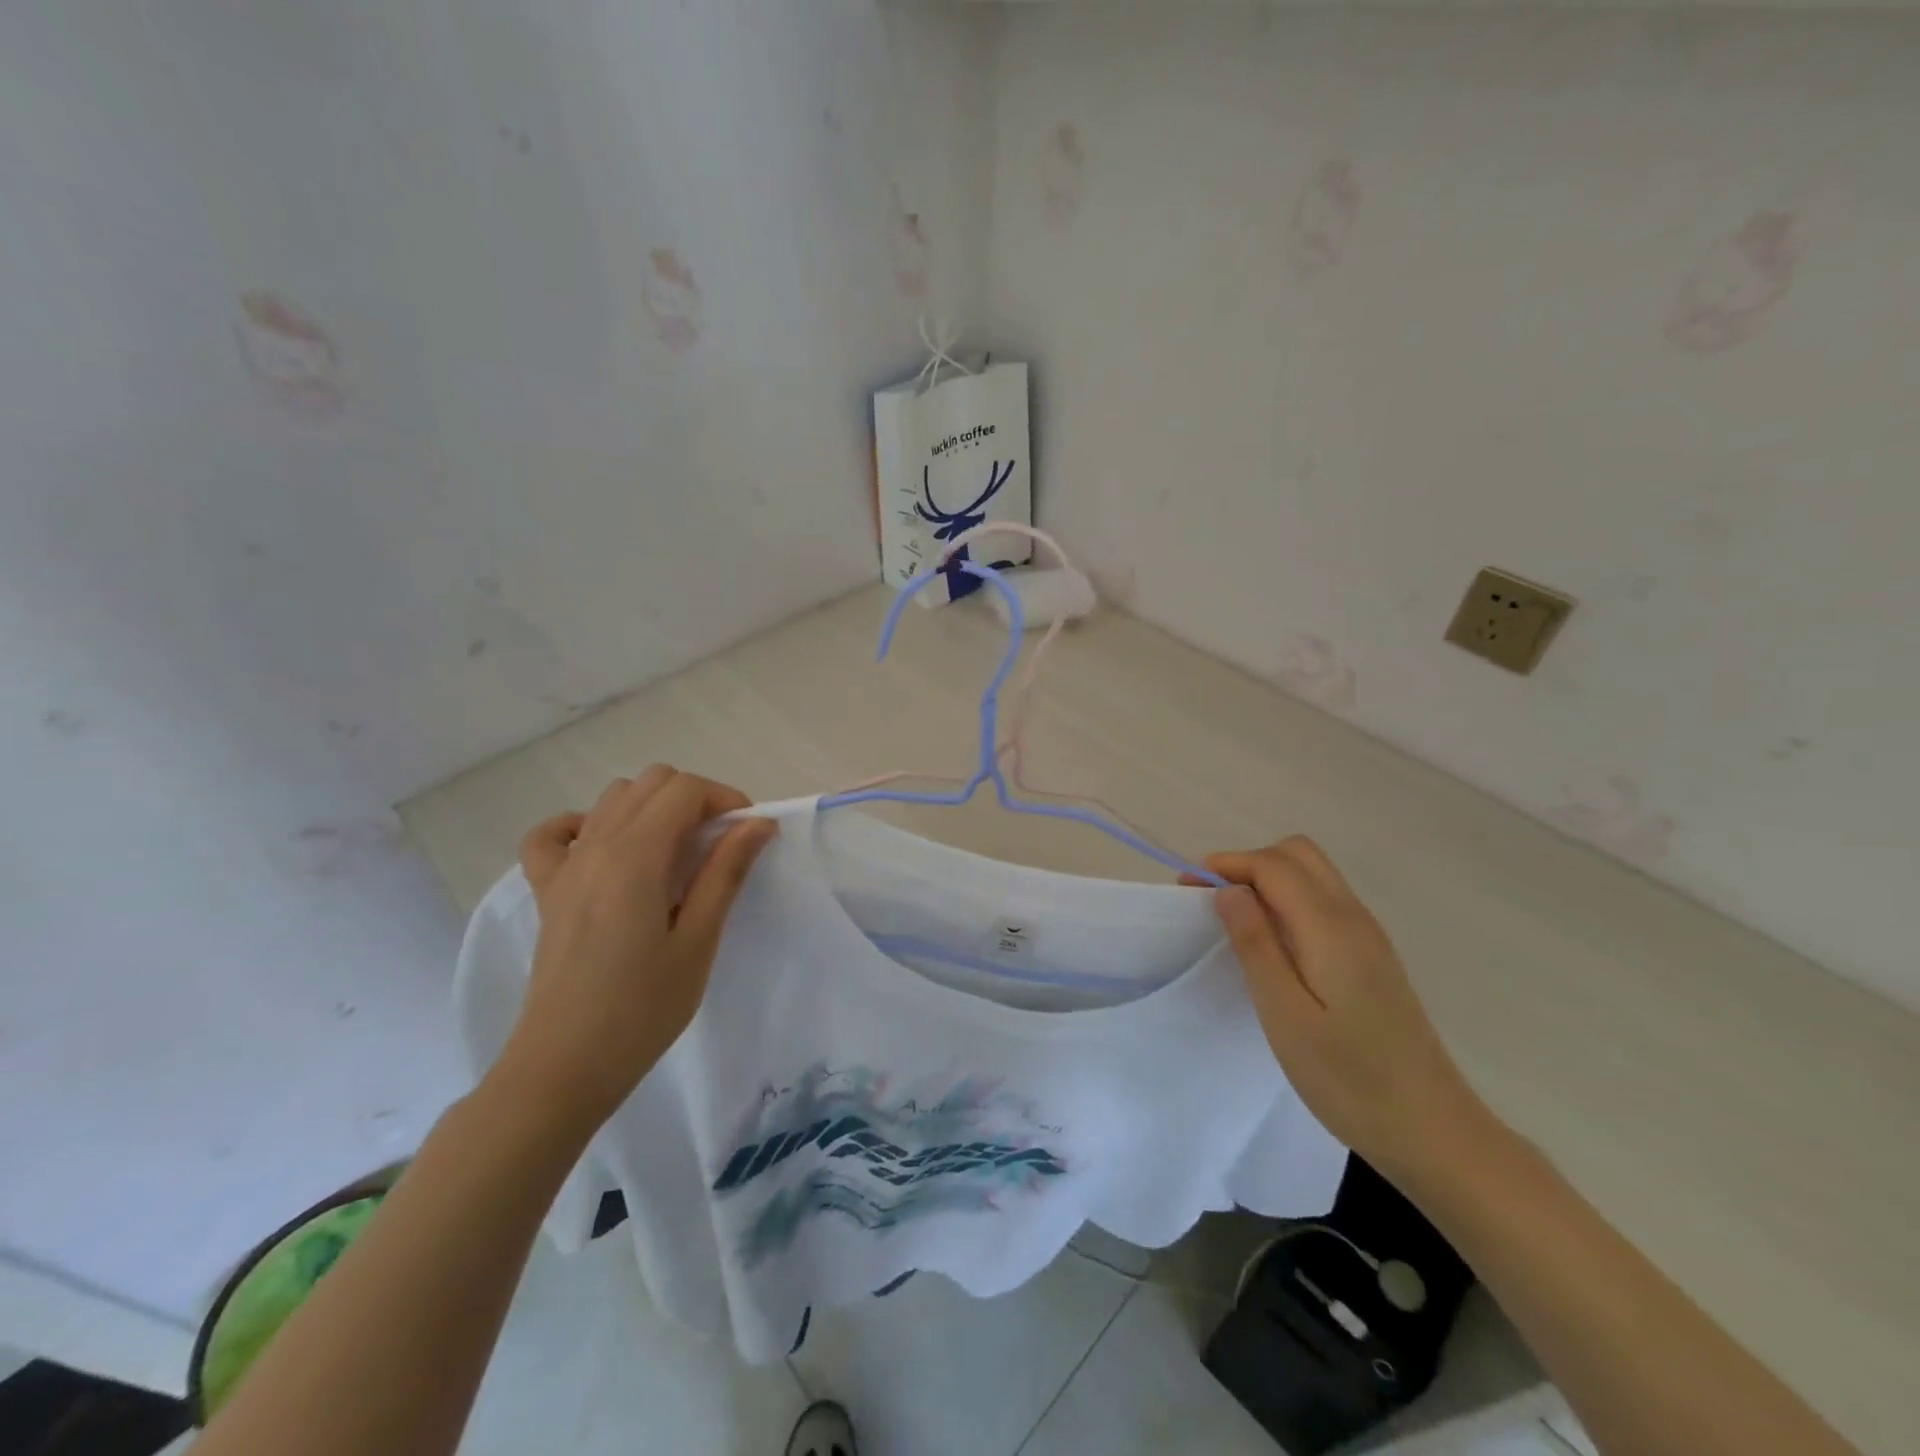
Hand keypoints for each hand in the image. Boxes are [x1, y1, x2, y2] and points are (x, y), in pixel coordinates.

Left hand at [496, 766, 775, 1132]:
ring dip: (652, 808)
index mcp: (634, 857)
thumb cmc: (642, 1010)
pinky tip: (606, 850)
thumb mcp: (697, 942)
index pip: (684, 790)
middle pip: (651, 783)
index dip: (725, 799)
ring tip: (676, 854)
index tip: (748, 836)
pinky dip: (583, 826)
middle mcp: (595, 847)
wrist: (563, 1067)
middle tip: (719, 846)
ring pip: (612, 799)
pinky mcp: (547, 892)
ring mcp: (565, 867)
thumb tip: (758, 823)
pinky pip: (553, 835)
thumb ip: (725, 873)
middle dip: (694, 799)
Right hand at [1196, 837, 1494, 1182]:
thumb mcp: (1285, 1015)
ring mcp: (1369, 936)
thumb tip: (1228, 889)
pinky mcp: (1373, 956)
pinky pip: (1324, 901)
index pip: (1273, 865)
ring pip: (1314, 874)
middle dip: (1249, 863)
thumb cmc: (1349, 1078)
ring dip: (1269, 878)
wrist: (1432, 1130)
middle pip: (1298, 854)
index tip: (1188, 888)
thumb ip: (1255, 945)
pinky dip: (1289, 899)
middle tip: (1212, 899)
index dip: (1227, 864)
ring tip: (1234, 918)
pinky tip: (1273, 941)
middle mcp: (1354, 918)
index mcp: (1330, 928)